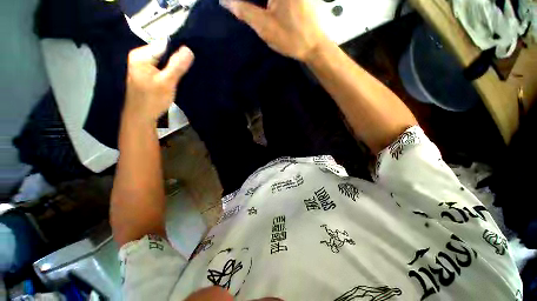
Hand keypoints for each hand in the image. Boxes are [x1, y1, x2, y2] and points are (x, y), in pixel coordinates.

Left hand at [123, 40, 193, 123]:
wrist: (141, 116)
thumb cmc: (152, 99)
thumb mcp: (167, 82)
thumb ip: (177, 66)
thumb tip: (189, 49)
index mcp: (142, 55)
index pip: (165, 45)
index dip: (179, 51)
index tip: (192, 61)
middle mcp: (141, 57)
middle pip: (165, 52)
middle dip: (178, 60)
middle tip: (190, 69)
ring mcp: (144, 66)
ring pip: (165, 61)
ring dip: (176, 67)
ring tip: (187, 73)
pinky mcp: (148, 74)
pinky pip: (163, 68)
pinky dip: (172, 72)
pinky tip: (178, 78)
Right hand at [221, 0, 325, 61]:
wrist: (316, 46)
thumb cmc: (291, 37)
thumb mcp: (265, 26)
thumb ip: (244, 10)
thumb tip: (224, 1)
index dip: (244, 0)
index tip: (238, 6)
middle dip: (254, 1)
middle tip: (244, 9)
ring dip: (260, 1)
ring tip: (253, 8)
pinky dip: (269, 2)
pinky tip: (268, 8)